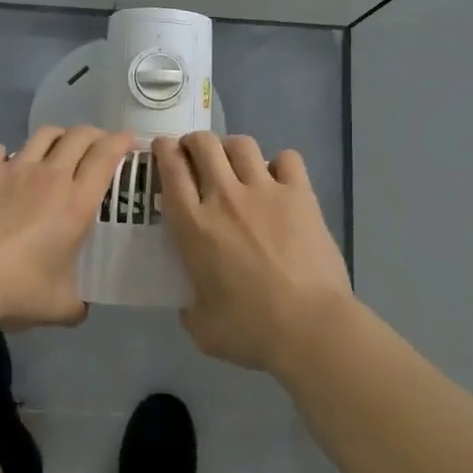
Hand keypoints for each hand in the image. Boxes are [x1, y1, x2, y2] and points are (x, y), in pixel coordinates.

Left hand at [0, 125, 135, 326]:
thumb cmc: (18, 290)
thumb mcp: (60, 307)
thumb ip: (78, 303)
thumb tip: (81, 307)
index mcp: (77, 203)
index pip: (106, 156)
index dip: (121, 142)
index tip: (129, 141)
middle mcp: (50, 176)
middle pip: (79, 136)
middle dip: (94, 135)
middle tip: (97, 147)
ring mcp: (14, 169)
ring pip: (43, 135)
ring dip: (57, 138)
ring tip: (57, 150)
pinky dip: (6, 155)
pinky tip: (5, 168)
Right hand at [152, 132, 356, 371]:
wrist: (310, 327)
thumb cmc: (250, 330)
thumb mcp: (201, 327)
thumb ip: (189, 307)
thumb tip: (192, 301)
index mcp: (193, 225)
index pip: (171, 169)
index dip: (163, 150)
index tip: (163, 149)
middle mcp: (224, 197)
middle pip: (204, 144)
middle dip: (194, 142)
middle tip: (194, 154)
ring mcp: (265, 191)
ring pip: (241, 144)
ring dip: (231, 148)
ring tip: (234, 162)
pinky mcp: (300, 195)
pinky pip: (287, 159)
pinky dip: (279, 163)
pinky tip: (278, 179)